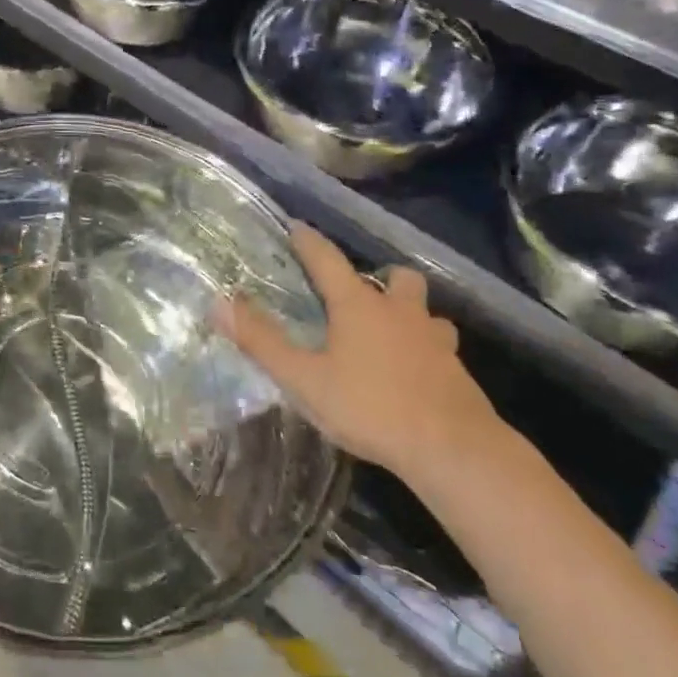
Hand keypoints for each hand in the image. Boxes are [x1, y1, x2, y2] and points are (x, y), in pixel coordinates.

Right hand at [217, 225, 503, 481]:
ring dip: (408, 313)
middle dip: (379, 277)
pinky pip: (440, 346)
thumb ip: (262, 342)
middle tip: (358, 295)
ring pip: (425, 311)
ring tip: (390, 333)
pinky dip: (424, 348)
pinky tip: (414, 372)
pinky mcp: (457, 370)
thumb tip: (219, 303)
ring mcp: (435, 339)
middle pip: (396, 277)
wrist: (454, 450)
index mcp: (358, 306)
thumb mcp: (305, 379)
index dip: (308, 241)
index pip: (327, 259)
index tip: (296, 226)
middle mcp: (400, 311)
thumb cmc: (371, 407)